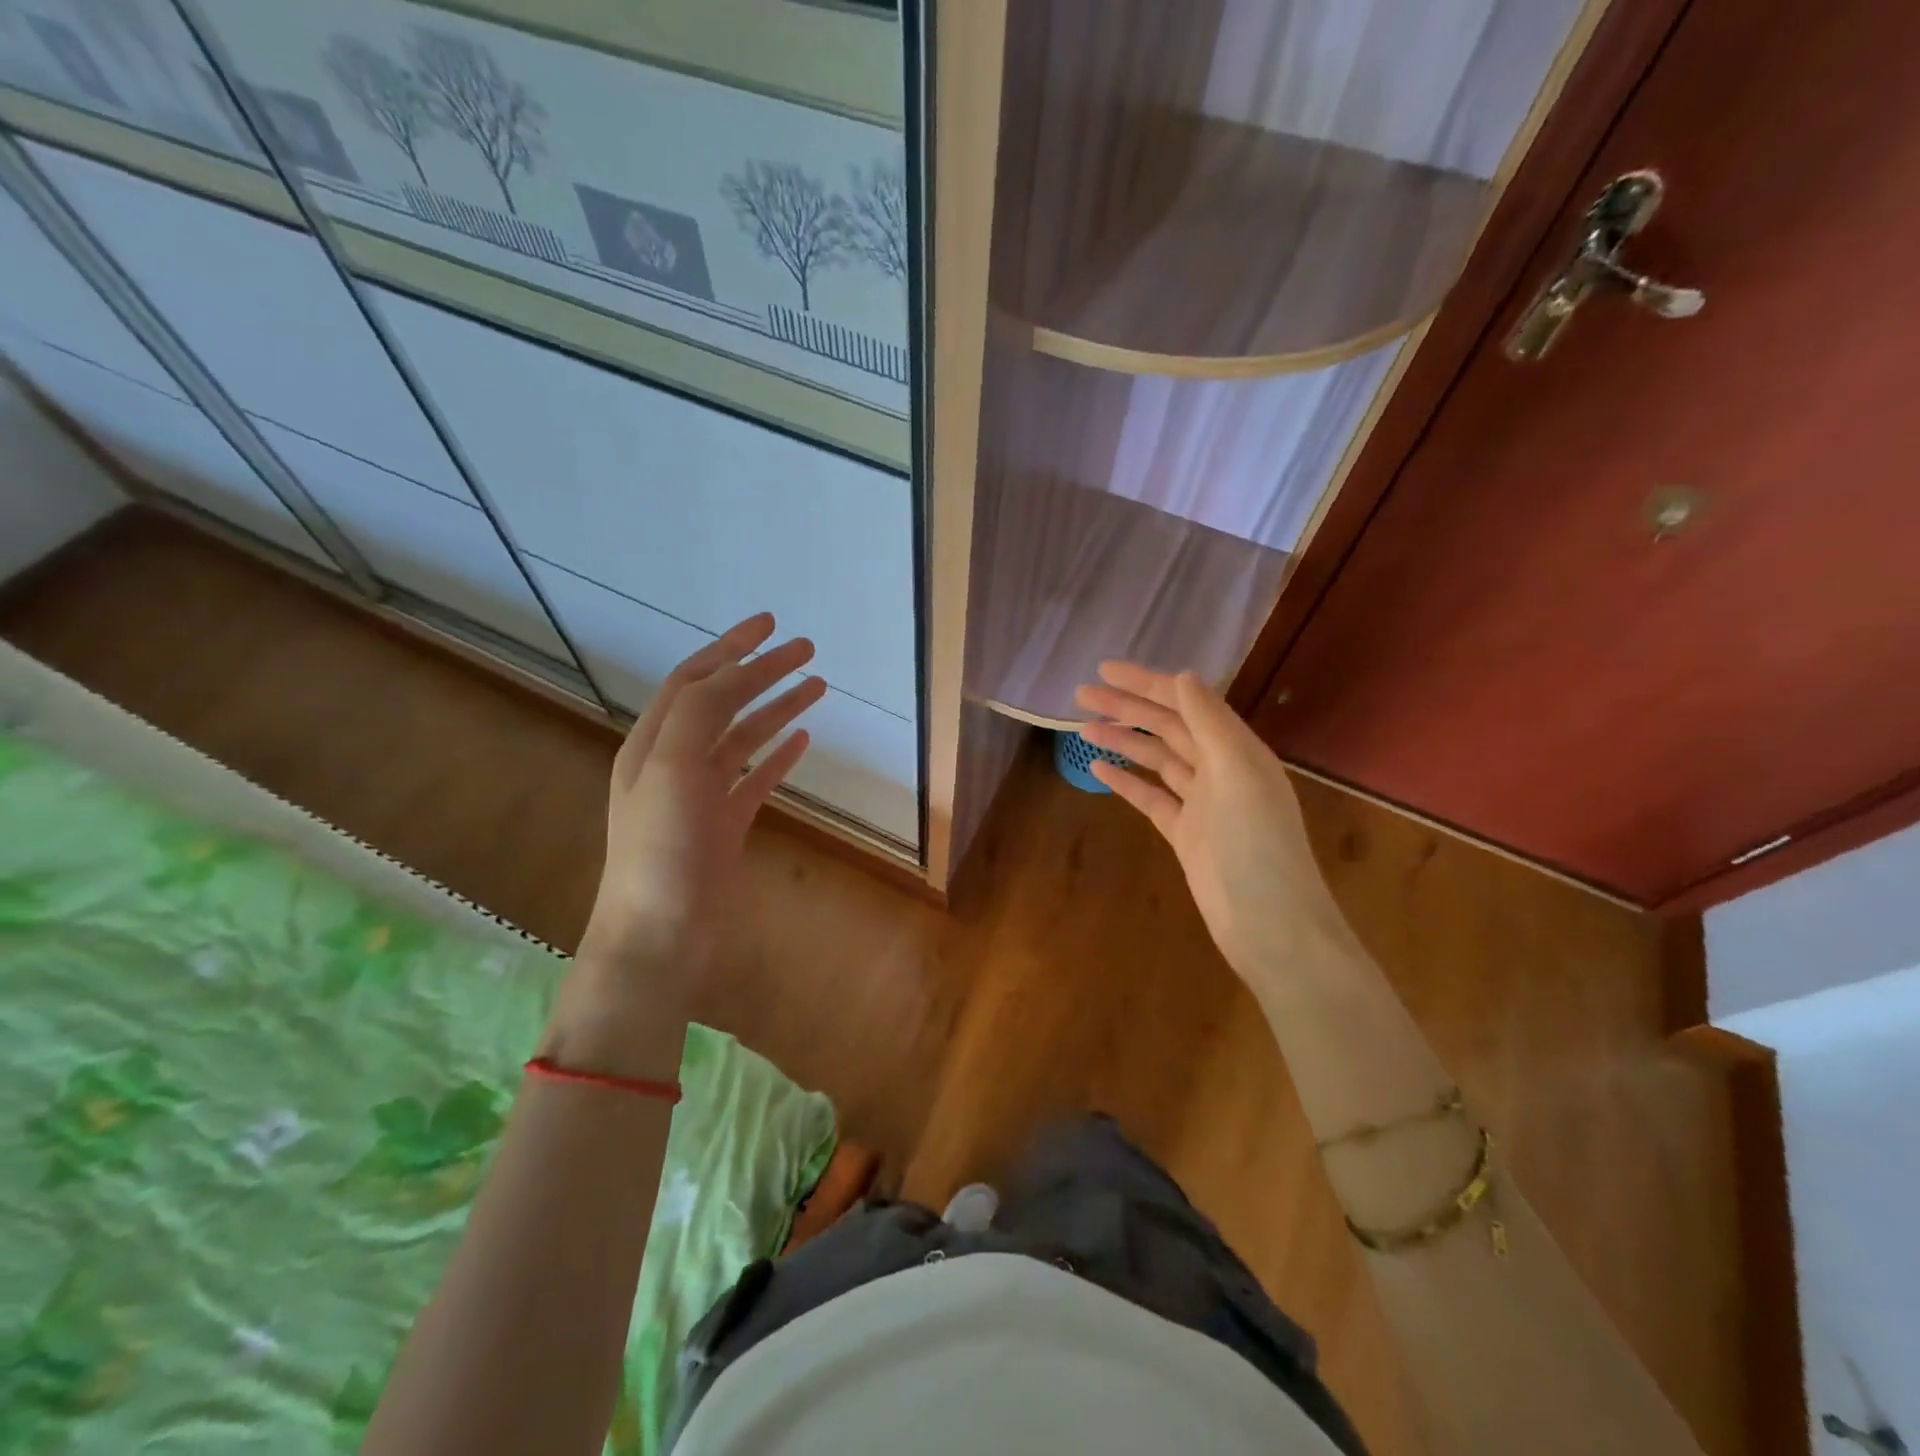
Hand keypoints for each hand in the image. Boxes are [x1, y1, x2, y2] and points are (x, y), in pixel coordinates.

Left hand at [546, 614, 824, 1077]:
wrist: (661, 934)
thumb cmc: (661, 852)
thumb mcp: (670, 771)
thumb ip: (697, 716)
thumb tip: (732, 674)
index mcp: (653, 744)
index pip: (695, 681)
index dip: (731, 649)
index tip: (771, 626)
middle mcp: (675, 762)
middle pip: (724, 702)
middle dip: (762, 672)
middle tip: (806, 651)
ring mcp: (702, 795)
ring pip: (744, 737)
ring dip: (777, 708)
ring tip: (816, 686)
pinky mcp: (726, 825)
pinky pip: (756, 777)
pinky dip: (779, 755)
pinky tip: (803, 739)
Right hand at [1076, 664, 1345, 990]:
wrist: (1269, 924)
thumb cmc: (1257, 845)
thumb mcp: (1237, 774)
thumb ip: (1209, 723)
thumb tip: (1183, 675)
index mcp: (1237, 749)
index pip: (1186, 703)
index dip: (1146, 683)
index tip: (1104, 670)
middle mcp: (1220, 769)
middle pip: (1167, 727)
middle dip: (1127, 708)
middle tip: (1081, 694)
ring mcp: (1202, 803)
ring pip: (1156, 760)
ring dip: (1122, 741)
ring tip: (1082, 727)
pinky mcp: (1185, 833)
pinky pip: (1151, 797)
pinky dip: (1127, 782)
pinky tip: (1099, 769)